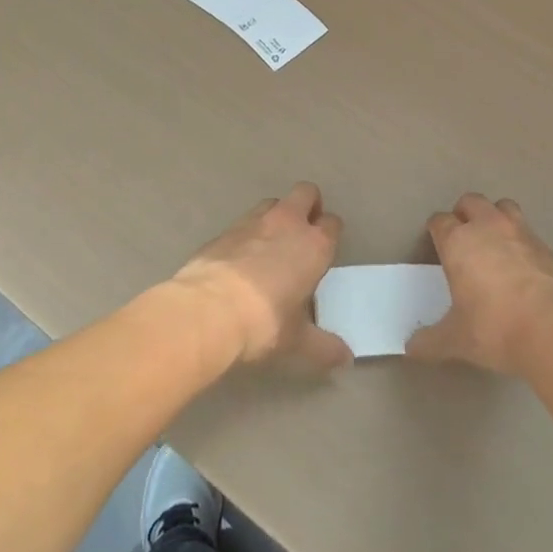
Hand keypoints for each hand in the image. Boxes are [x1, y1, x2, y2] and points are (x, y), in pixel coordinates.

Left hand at [171, 183, 351, 369]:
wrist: (206, 312)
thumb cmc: (263, 323)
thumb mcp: (297, 341)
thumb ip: (324, 347)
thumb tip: (346, 359)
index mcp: (314, 245)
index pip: (332, 223)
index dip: (330, 234)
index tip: (324, 252)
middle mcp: (287, 223)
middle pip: (306, 193)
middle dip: (308, 205)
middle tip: (303, 232)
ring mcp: (253, 221)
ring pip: (273, 203)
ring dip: (277, 215)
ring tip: (270, 244)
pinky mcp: (224, 230)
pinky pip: (242, 223)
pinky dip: (246, 234)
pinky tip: (239, 260)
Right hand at [407, 193, 552, 378]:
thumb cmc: (496, 328)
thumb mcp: (456, 340)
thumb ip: (430, 340)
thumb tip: (412, 347)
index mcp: (459, 241)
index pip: (440, 221)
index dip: (436, 229)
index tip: (435, 242)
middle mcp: (488, 227)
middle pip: (471, 201)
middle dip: (464, 214)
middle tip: (463, 237)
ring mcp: (521, 232)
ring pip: (503, 207)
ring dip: (495, 217)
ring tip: (494, 242)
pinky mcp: (547, 246)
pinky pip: (528, 232)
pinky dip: (521, 241)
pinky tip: (522, 266)